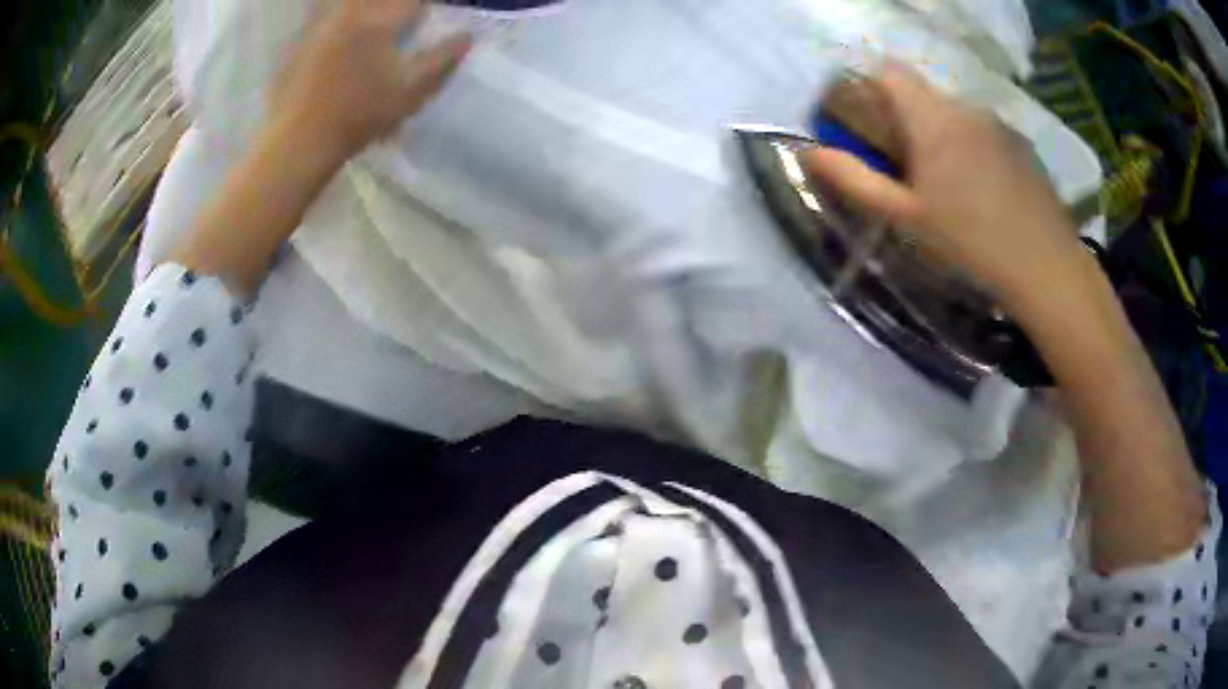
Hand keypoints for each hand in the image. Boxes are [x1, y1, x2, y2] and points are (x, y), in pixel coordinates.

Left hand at [273, 0, 471, 162]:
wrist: (300, 141)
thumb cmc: (358, 117)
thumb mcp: (410, 93)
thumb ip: (442, 60)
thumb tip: (467, 36)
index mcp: (379, 22)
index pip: (413, 1)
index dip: (424, 9)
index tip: (427, 19)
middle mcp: (350, 14)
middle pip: (380, 0)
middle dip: (396, 8)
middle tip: (405, 20)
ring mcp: (321, 26)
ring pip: (349, 5)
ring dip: (368, 12)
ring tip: (376, 29)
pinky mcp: (302, 41)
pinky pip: (324, 17)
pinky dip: (339, 19)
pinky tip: (342, 40)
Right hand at [801, 63, 1084, 318]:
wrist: (1046, 268)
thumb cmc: (970, 243)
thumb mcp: (906, 218)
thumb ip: (855, 180)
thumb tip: (808, 152)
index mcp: (931, 118)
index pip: (887, 72)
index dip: (869, 86)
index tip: (868, 122)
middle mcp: (964, 107)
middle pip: (922, 93)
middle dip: (906, 117)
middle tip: (910, 167)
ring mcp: (997, 123)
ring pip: (955, 112)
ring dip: (942, 133)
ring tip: (953, 186)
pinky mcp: (1021, 143)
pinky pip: (984, 130)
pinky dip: (973, 146)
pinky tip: (987, 191)